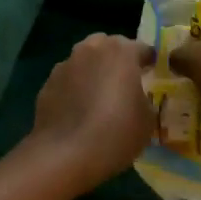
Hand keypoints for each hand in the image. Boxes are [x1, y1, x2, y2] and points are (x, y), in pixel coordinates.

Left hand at [27, 34, 156, 186]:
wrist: (64, 154)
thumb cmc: (115, 133)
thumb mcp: (147, 120)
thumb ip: (145, 99)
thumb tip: (136, 97)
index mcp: (120, 52)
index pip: (141, 48)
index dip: (148, 60)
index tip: (152, 72)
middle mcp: (91, 49)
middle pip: (108, 45)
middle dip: (117, 58)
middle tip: (125, 80)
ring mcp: (66, 64)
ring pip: (85, 59)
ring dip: (94, 70)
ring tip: (99, 94)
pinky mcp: (48, 82)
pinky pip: (68, 78)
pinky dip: (75, 86)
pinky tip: (78, 108)